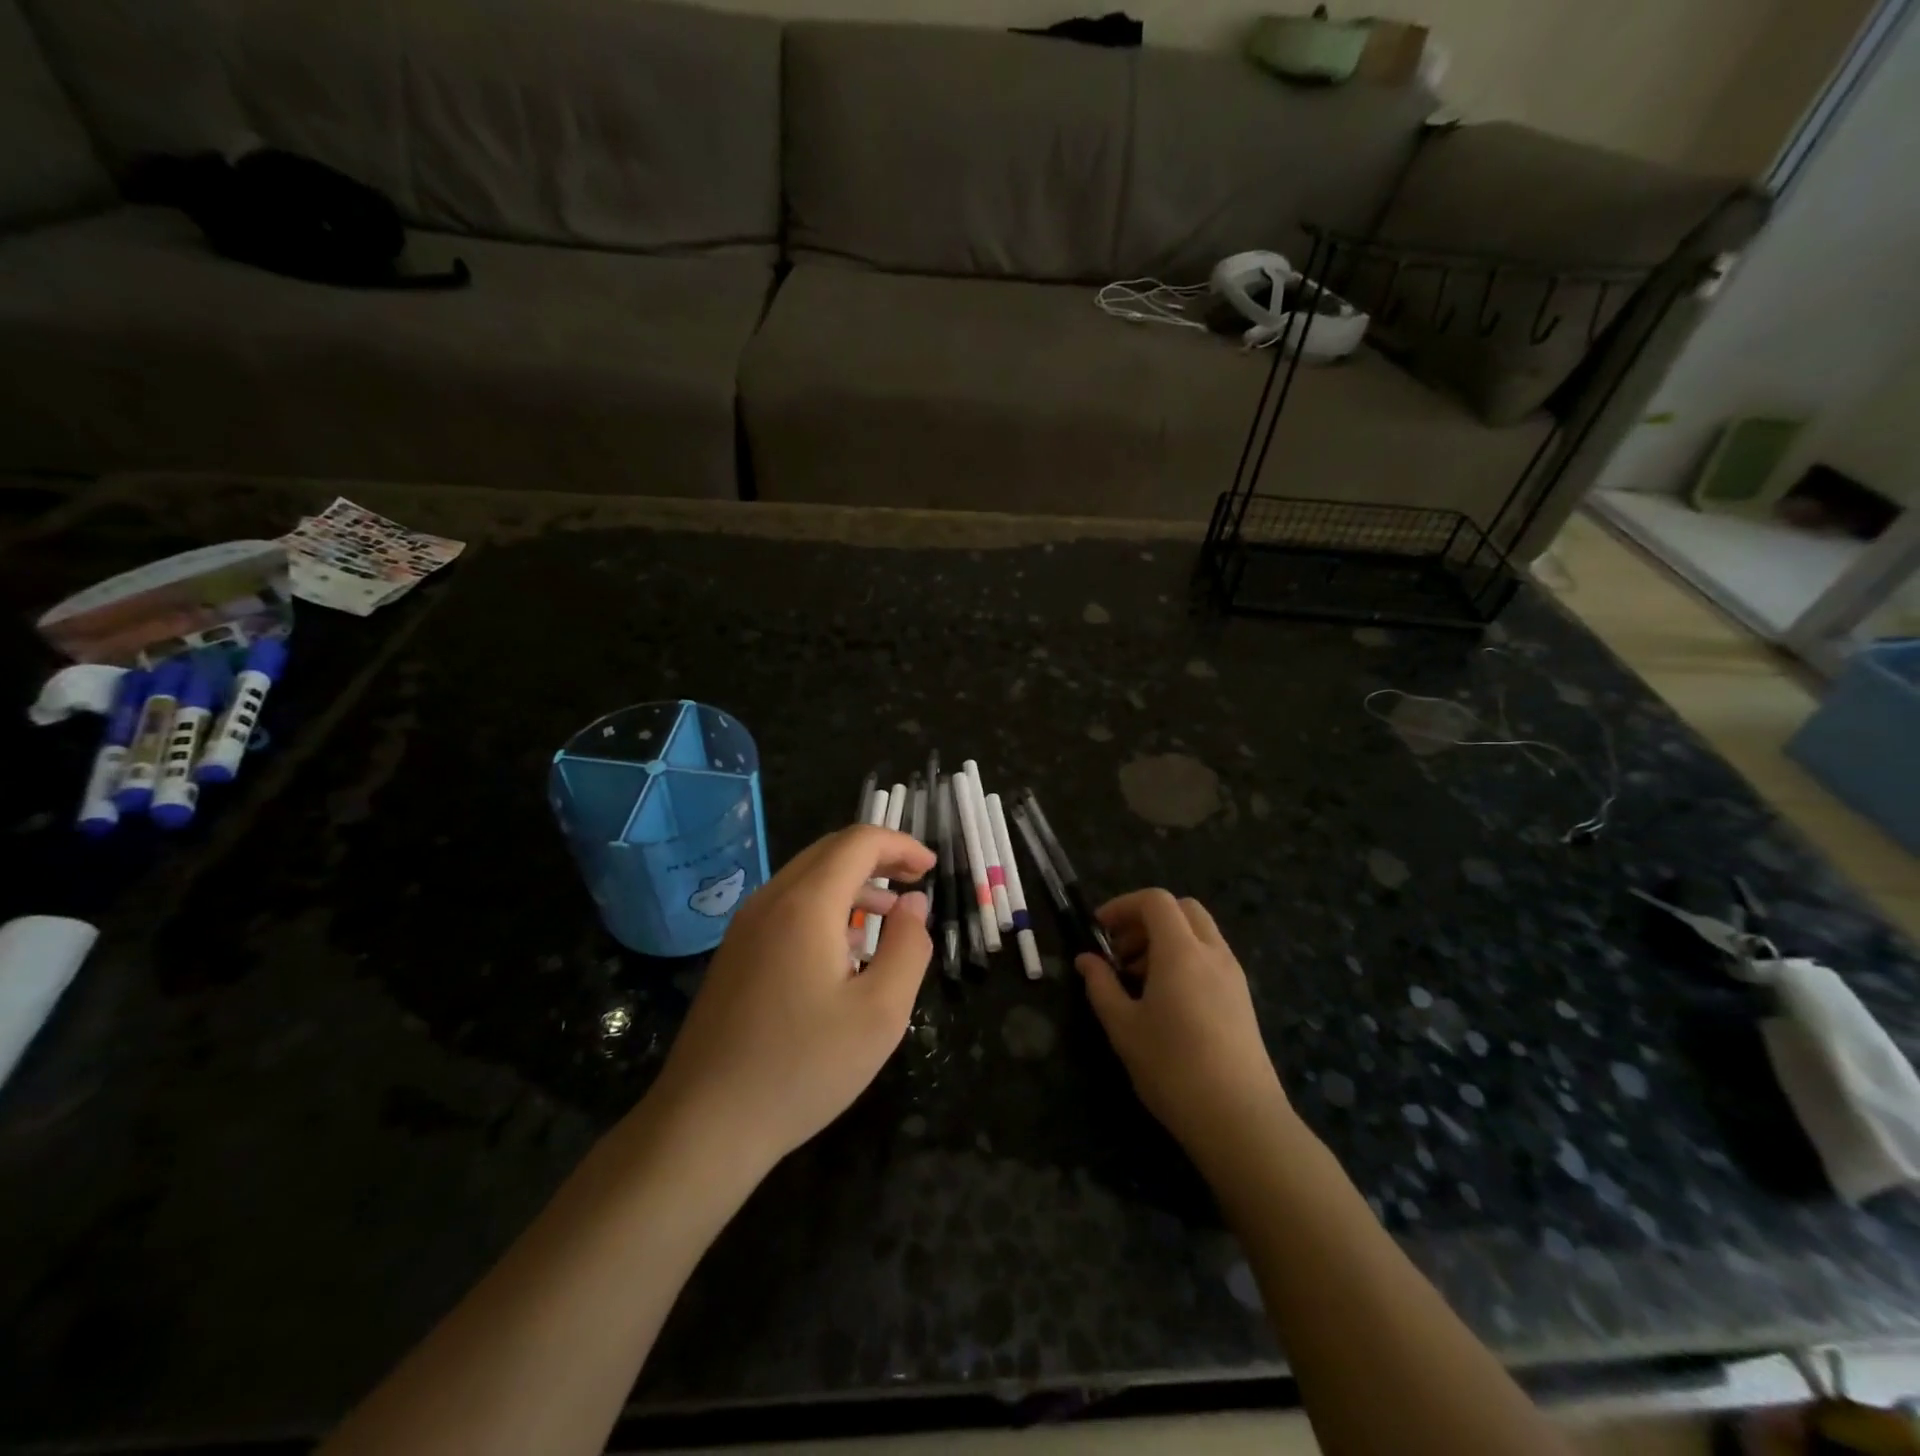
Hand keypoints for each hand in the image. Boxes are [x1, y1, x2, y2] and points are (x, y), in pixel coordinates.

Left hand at [650, 825, 935, 1176]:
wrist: (705, 1124)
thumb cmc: (803, 1067)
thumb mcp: (881, 1013)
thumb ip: (909, 947)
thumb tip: (914, 903)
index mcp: (806, 904)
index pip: (858, 842)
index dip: (900, 844)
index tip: (931, 869)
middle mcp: (770, 901)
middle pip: (830, 852)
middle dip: (879, 857)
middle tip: (916, 882)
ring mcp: (745, 927)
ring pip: (807, 878)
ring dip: (853, 883)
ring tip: (890, 916)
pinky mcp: (735, 954)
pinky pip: (787, 907)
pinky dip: (826, 906)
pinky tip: (846, 950)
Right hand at [1076, 890, 1290, 1165]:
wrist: (1240, 1119)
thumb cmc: (1172, 1068)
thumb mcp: (1123, 1027)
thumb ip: (1101, 985)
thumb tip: (1086, 960)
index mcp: (1181, 952)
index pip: (1155, 901)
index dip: (1123, 905)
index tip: (1099, 930)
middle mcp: (1212, 953)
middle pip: (1183, 909)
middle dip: (1147, 918)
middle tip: (1120, 949)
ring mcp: (1233, 975)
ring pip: (1200, 933)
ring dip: (1166, 939)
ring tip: (1137, 977)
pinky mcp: (1243, 999)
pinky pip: (1211, 957)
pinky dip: (1185, 958)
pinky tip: (1166, 999)